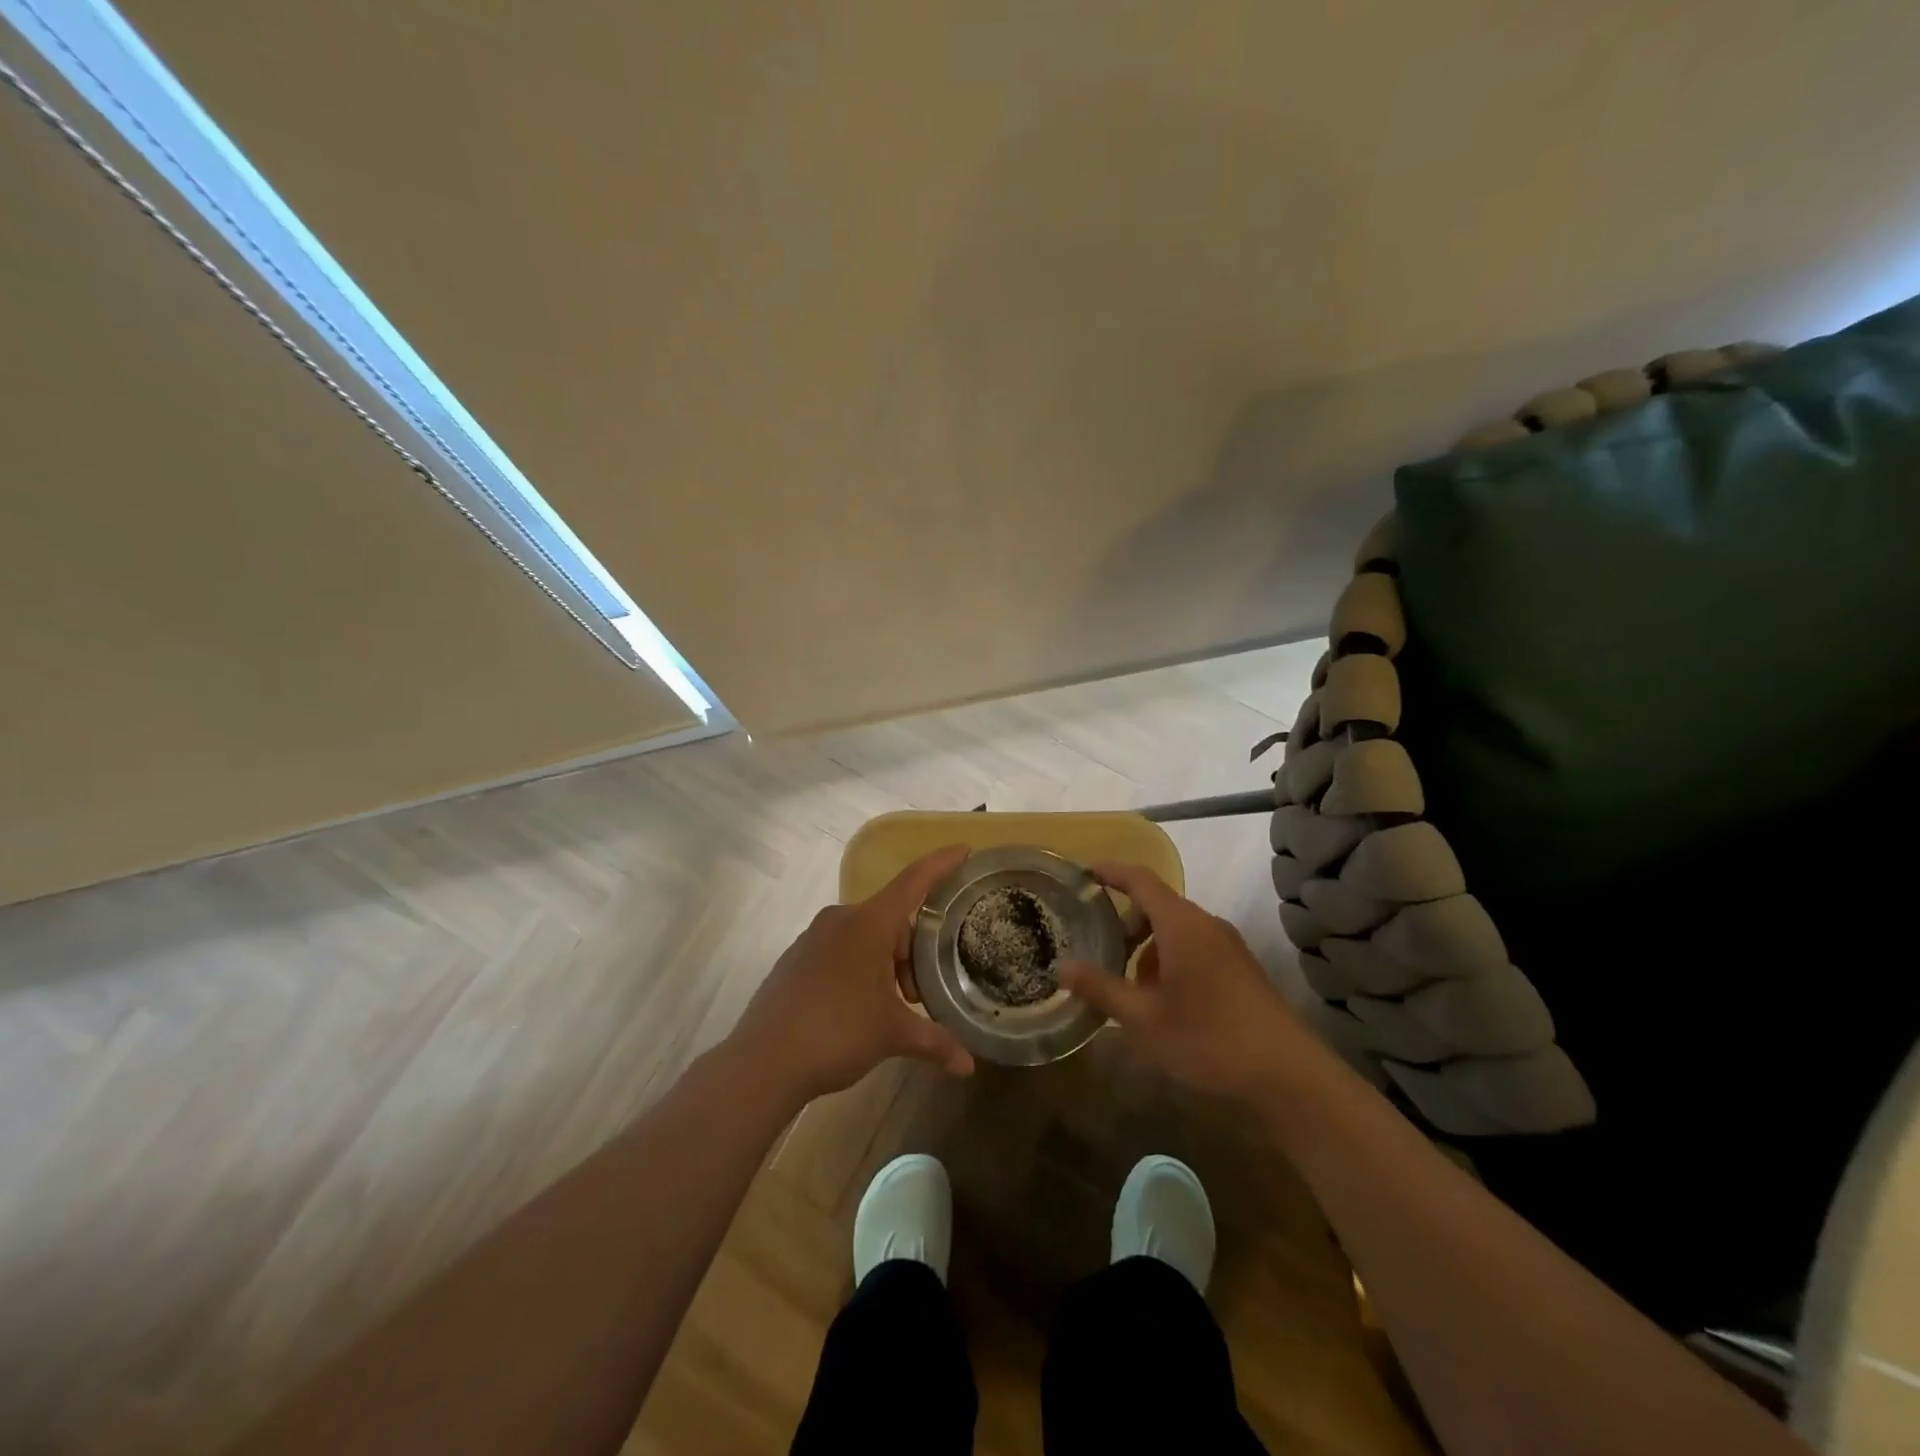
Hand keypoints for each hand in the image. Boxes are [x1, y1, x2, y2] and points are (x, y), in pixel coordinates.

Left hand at [730, 846, 976, 1101]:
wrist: (763, 1062)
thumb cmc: (837, 1033)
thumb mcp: (892, 1035)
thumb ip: (935, 1041)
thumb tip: (968, 1064)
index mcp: (869, 923)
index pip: (914, 881)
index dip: (942, 864)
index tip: (965, 850)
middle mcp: (840, 919)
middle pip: (891, 919)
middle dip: (912, 952)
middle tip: (918, 995)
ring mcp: (813, 937)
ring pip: (865, 936)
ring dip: (886, 964)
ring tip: (889, 1007)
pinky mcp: (795, 958)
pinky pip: (840, 950)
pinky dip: (859, 968)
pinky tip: (858, 1008)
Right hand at [1058, 862, 1304, 1100]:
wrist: (1287, 1073)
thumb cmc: (1209, 1038)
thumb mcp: (1144, 1018)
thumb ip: (1101, 989)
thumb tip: (1062, 966)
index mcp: (1181, 924)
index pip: (1140, 880)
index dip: (1111, 872)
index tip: (1083, 872)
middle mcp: (1206, 924)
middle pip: (1157, 905)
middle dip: (1125, 921)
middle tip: (1097, 946)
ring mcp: (1227, 946)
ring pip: (1176, 929)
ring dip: (1147, 946)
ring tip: (1127, 984)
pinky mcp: (1240, 968)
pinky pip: (1194, 946)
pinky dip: (1169, 958)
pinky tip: (1162, 1000)